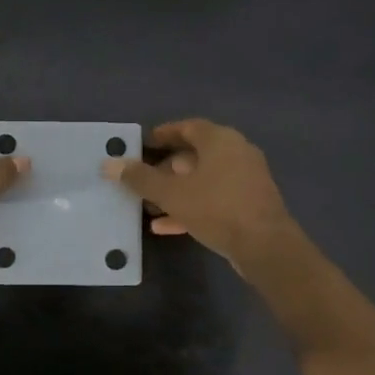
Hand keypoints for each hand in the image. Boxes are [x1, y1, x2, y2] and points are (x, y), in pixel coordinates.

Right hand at [104, 119, 298, 270]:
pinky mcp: (249, 205)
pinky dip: (191, 207)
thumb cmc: (217, 208)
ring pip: (203, 180)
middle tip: (141, 180)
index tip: (142, 145)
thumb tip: (108, 164)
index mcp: (220, 140)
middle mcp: (236, 153)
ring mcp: (245, 180)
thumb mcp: (172, 194)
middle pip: (195, 155)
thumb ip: (140, 178)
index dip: (163, 134)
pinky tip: (165, 226)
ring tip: (149, 206)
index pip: (187, 127)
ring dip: (176, 191)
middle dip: (166, 168)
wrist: (265, 247)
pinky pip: (214, 199)